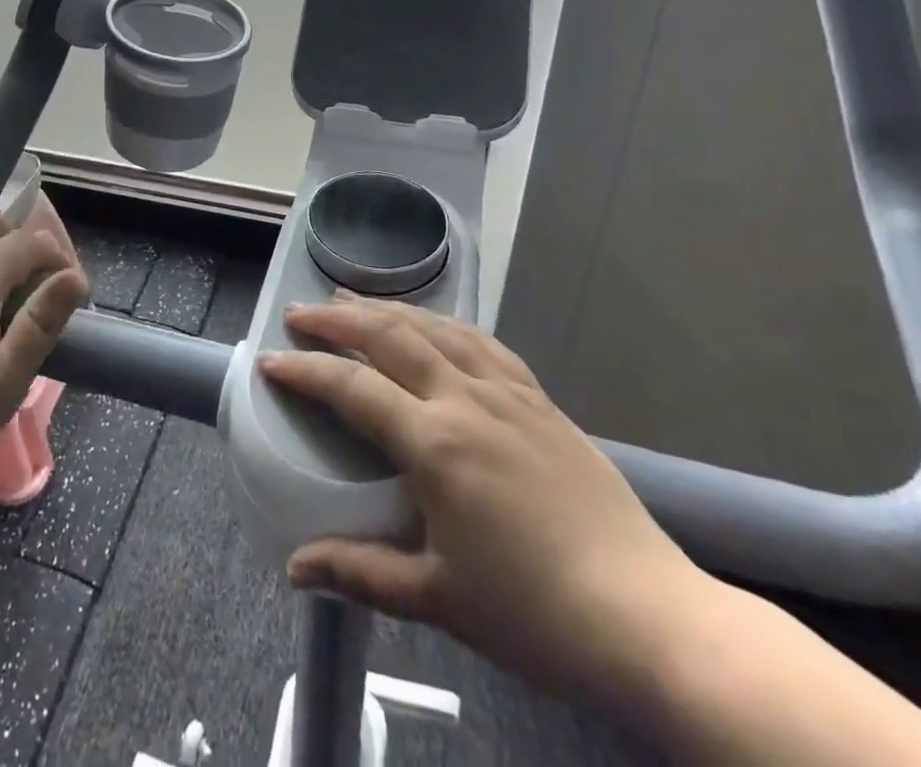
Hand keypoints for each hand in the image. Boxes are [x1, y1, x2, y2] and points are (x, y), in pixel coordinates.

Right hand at [259, 295, 708, 704]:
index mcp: (436, 444)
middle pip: (391, 337)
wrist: (650, 618)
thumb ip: (361, 572)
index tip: (270, 360)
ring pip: (435, 328)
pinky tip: (433, 324)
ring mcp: (508, 393)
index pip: (354, 388)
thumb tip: (296, 567)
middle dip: (338, 321)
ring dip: (387, 309)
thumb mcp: (439, 598)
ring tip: (351, 300)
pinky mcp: (540, 399)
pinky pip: (481, 342)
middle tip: (300, 313)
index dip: (306, 371)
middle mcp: (466, 400)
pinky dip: (443, 323)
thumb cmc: (535, 615)